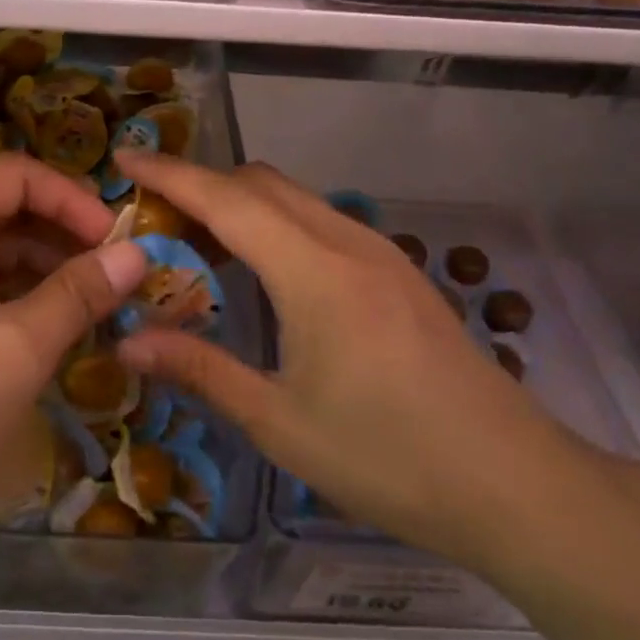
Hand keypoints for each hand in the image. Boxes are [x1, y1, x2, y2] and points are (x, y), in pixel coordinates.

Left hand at [0, 153, 146, 530]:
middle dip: (62, 235)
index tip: (118, 243)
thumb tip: (136, 252)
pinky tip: (43, 325)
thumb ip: (80, 293)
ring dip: (41, 266)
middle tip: (111, 277)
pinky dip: (10, 290)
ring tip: (88, 306)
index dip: (75, 200)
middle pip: (4, 204)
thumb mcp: (18, 347)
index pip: (20, 174)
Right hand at [113, 151, 603, 571]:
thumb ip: (200, 370)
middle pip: (260, 182)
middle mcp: (346, 242)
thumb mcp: (280, 422)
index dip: (170, 173)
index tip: (124, 155)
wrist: (515, 484)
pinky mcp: (397, 273)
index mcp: (313, 272)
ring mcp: (379, 253)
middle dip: (201, 185)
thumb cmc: (389, 457)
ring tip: (197, 245)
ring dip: (240, 204)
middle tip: (153, 219)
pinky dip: (275, 224)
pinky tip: (262, 273)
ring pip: (293, 197)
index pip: (226, 199)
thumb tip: (126, 341)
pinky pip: (319, 221)